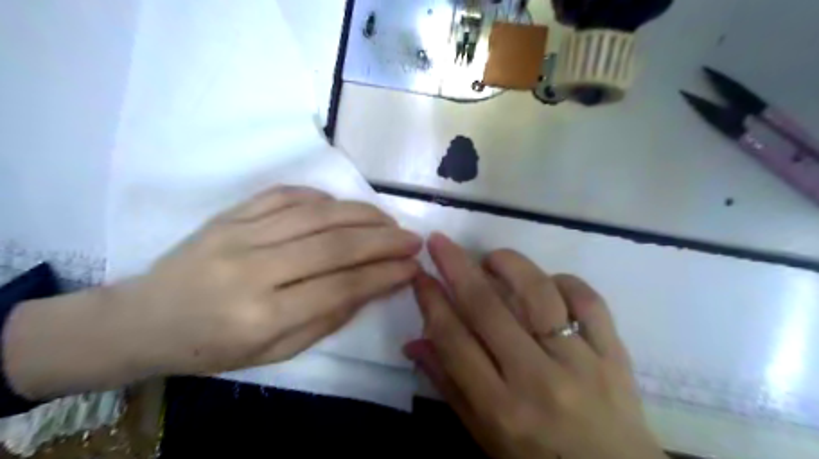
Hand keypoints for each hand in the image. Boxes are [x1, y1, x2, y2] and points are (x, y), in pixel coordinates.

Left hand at [7, 186, 421, 396]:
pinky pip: (285, 195)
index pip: (340, 288)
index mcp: (262, 317)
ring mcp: (239, 235)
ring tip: (388, 220)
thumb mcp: (276, 352)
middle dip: (383, 240)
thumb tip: (373, 286)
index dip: (383, 275)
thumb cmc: (213, 347)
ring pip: (316, 214)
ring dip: (362, 215)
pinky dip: (322, 197)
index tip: (413, 267)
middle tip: (412, 238)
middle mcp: (253, 270)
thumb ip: (328, 318)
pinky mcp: (229, 214)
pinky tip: (341, 207)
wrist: (143, 319)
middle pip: (334, 245)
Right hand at [402, 234, 663, 458]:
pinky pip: (589, 301)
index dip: (432, 302)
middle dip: (457, 267)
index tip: (420, 275)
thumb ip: (449, 385)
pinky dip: (564, 281)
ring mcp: (581, 362)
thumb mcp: (484, 436)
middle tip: (440, 242)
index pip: (455, 341)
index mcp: (501, 408)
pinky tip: (547, 282)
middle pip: (488, 309)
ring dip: (510, 265)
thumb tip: (414, 342)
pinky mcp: (614, 353)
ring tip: (493, 259)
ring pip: (539, 294)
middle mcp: (538, 380)